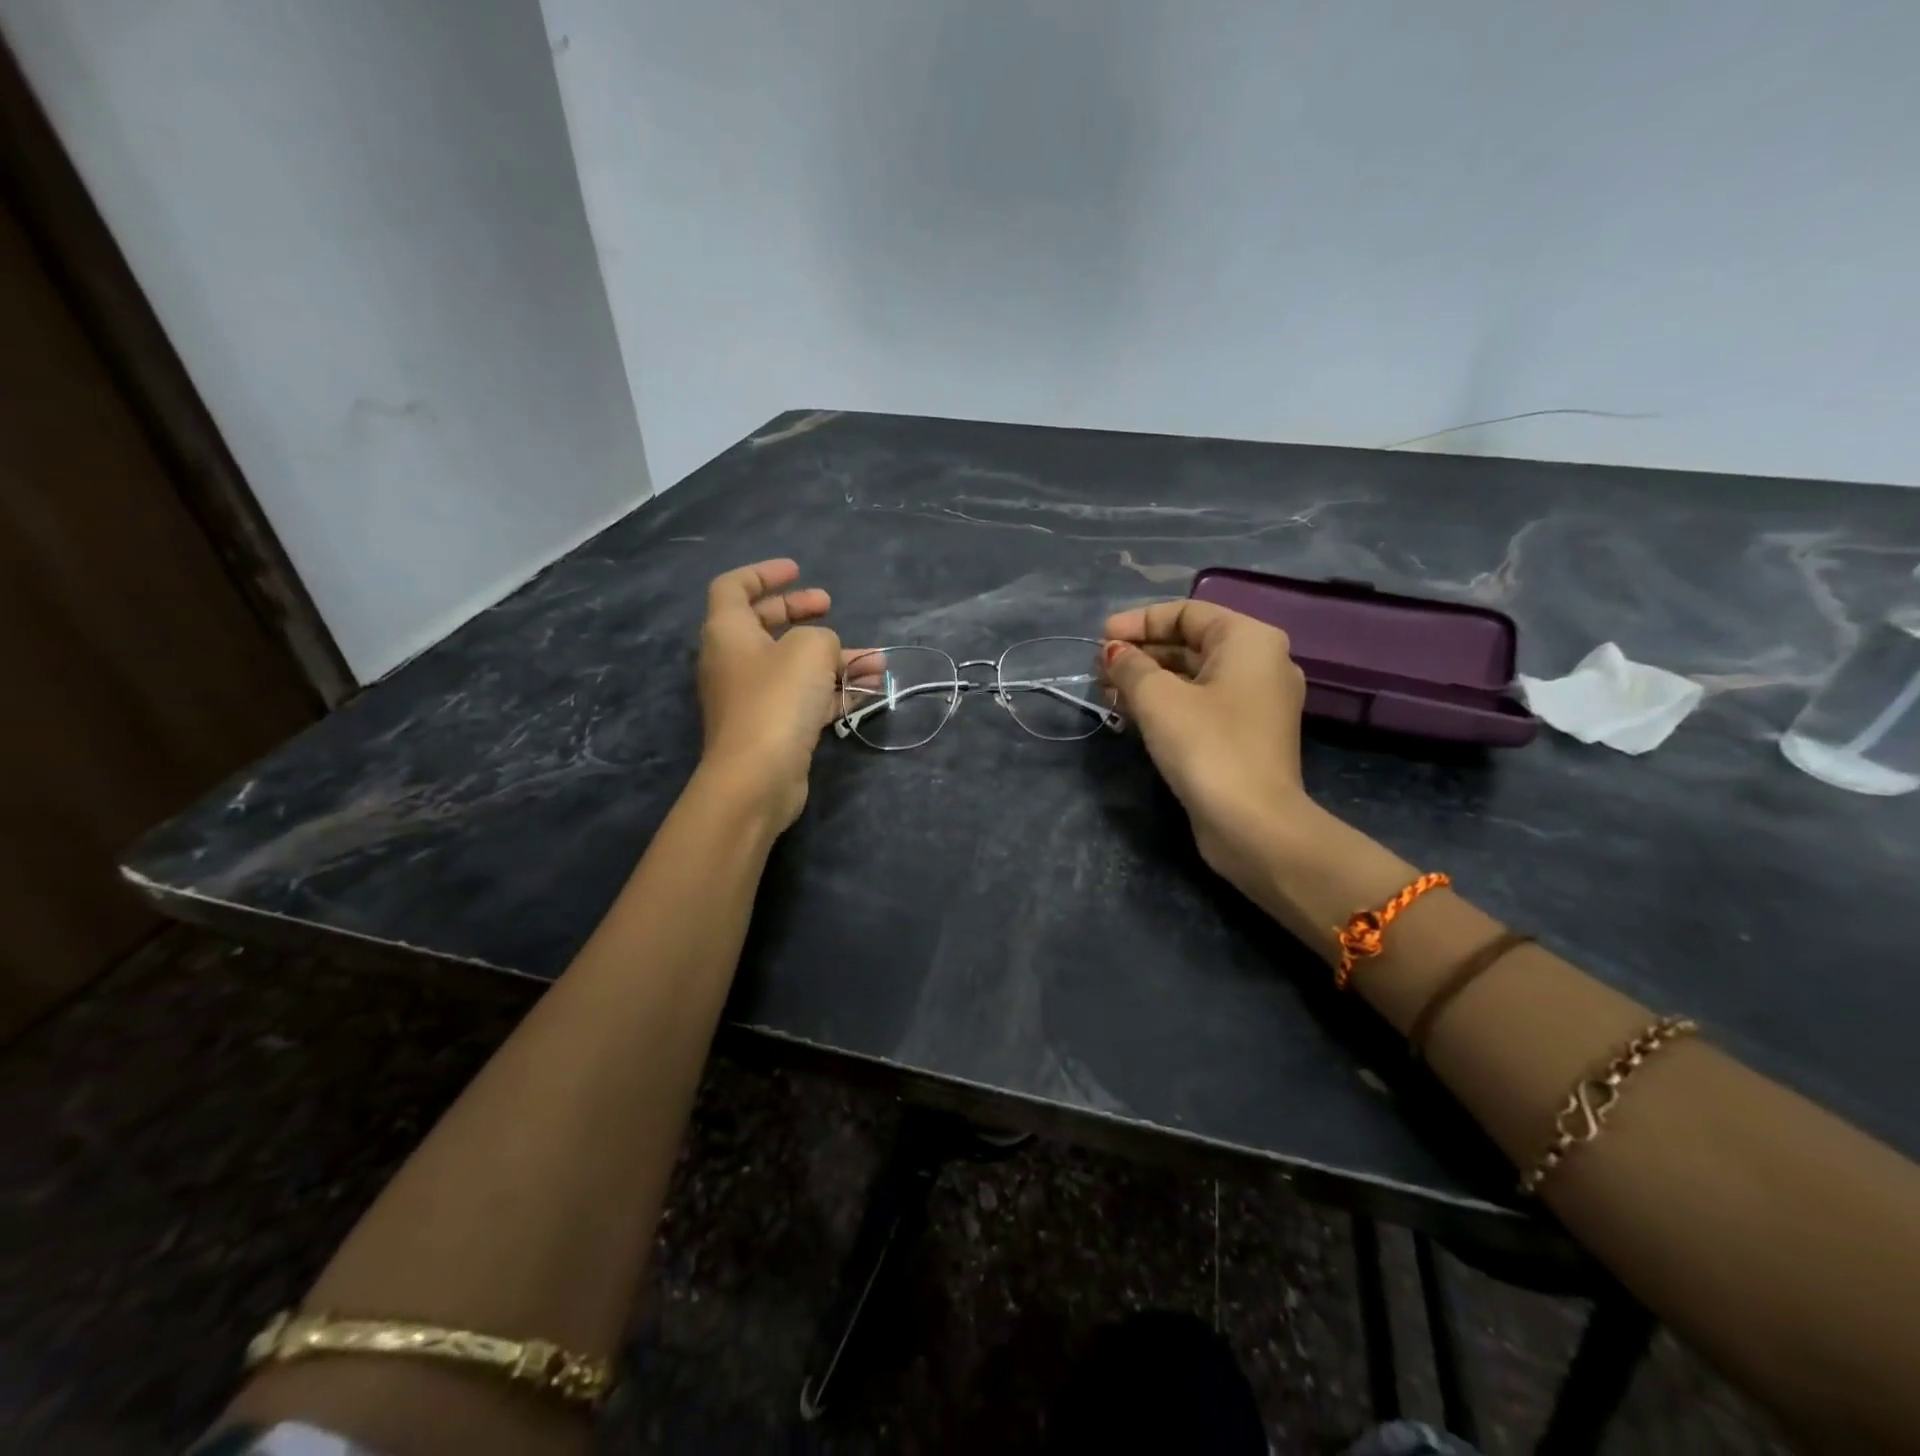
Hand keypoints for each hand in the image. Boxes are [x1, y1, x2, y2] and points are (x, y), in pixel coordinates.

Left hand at [697, 559, 862, 829]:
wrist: (757, 777)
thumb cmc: (777, 700)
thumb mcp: (810, 650)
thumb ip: (823, 638)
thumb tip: (826, 652)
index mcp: (728, 632)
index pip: (734, 587)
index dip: (764, 573)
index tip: (797, 570)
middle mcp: (735, 661)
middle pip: (766, 624)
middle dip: (801, 613)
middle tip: (830, 606)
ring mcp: (754, 697)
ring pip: (795, 666)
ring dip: (835, 659)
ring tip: (877, 660)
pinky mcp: (774, 728)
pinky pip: (806, 698)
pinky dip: (836, 690)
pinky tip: (872, 688)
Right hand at [1101, 599, 1313, 891]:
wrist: (1253, 824)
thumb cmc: (1207, 746)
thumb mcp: (1158, 698)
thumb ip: (1130, 666)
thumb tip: (1113, 653)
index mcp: (1249, 640)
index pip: (1187, 612)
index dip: (1139, 621)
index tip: (1100, 638)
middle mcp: (1260, 663)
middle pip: (1190, 643)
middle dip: (1141, 653)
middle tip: (1099, 669)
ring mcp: (1256, 702)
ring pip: (1193, 677)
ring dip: (1148, 680)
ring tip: (1107, 692)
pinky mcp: (1245, 735)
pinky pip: (1201, 704)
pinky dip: (1166, 704)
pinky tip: (1131, 714)